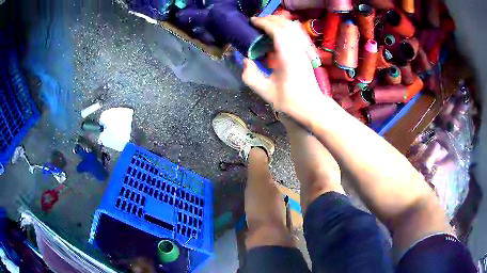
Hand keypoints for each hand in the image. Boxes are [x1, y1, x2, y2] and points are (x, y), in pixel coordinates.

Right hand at [242, 16, 329, 126]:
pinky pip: (297, 33)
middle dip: (270, 19)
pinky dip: (286, 28)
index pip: (277, 31)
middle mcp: (298, 49)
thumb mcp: (265, 91)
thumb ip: (250, 75)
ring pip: (293, 27)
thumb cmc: (289, 101)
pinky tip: (278, 32)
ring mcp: (304, 50)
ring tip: (265, 24)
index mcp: (288, 57)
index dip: (263, 23)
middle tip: (255, 22)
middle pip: (286, 25)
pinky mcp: (306, 52)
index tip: (251, 21)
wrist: (311, 105)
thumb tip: (246, 59)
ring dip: (278, 21)